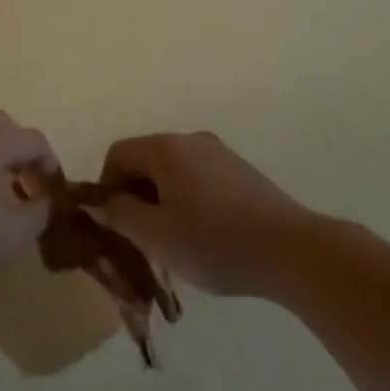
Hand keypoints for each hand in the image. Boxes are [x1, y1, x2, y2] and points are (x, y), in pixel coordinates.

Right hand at [97, 132, 313, 297]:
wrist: (291, 250)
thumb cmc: (215, 241)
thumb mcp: (157, 236)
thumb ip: (120, 215)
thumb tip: (98, 202)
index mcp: (166, 148)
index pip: (118, 154)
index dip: (106, 188)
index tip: (113, 226)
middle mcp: (191, 140)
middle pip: (145, 160)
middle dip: (134, 196)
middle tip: (139, 239)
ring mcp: (219, 153)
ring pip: (173, 171)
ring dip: (161, 201)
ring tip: (171, 243)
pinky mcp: (241, 172)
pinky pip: (198, 178)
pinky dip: (187, 201)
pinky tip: (203, 237)